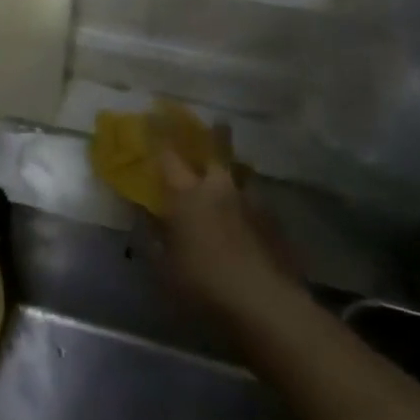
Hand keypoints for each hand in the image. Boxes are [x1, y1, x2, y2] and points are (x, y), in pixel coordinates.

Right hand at [158, 136, 299, 319]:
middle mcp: (219, 189)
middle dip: (216, 135)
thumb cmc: (202, 283)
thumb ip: (153, 234)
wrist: (267, 306)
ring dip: (237, 170)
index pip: (167, 154)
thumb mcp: (164, 264)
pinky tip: (249, 214)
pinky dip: (250, 201)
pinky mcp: (276, 225)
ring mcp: (252, 204)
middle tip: (217, 122)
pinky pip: (258, 202)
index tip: (155, 114)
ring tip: (235, 170)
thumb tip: (143, 213)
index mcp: (186, 194)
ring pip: (243, 175)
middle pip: (218, 151)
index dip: (159, 133)